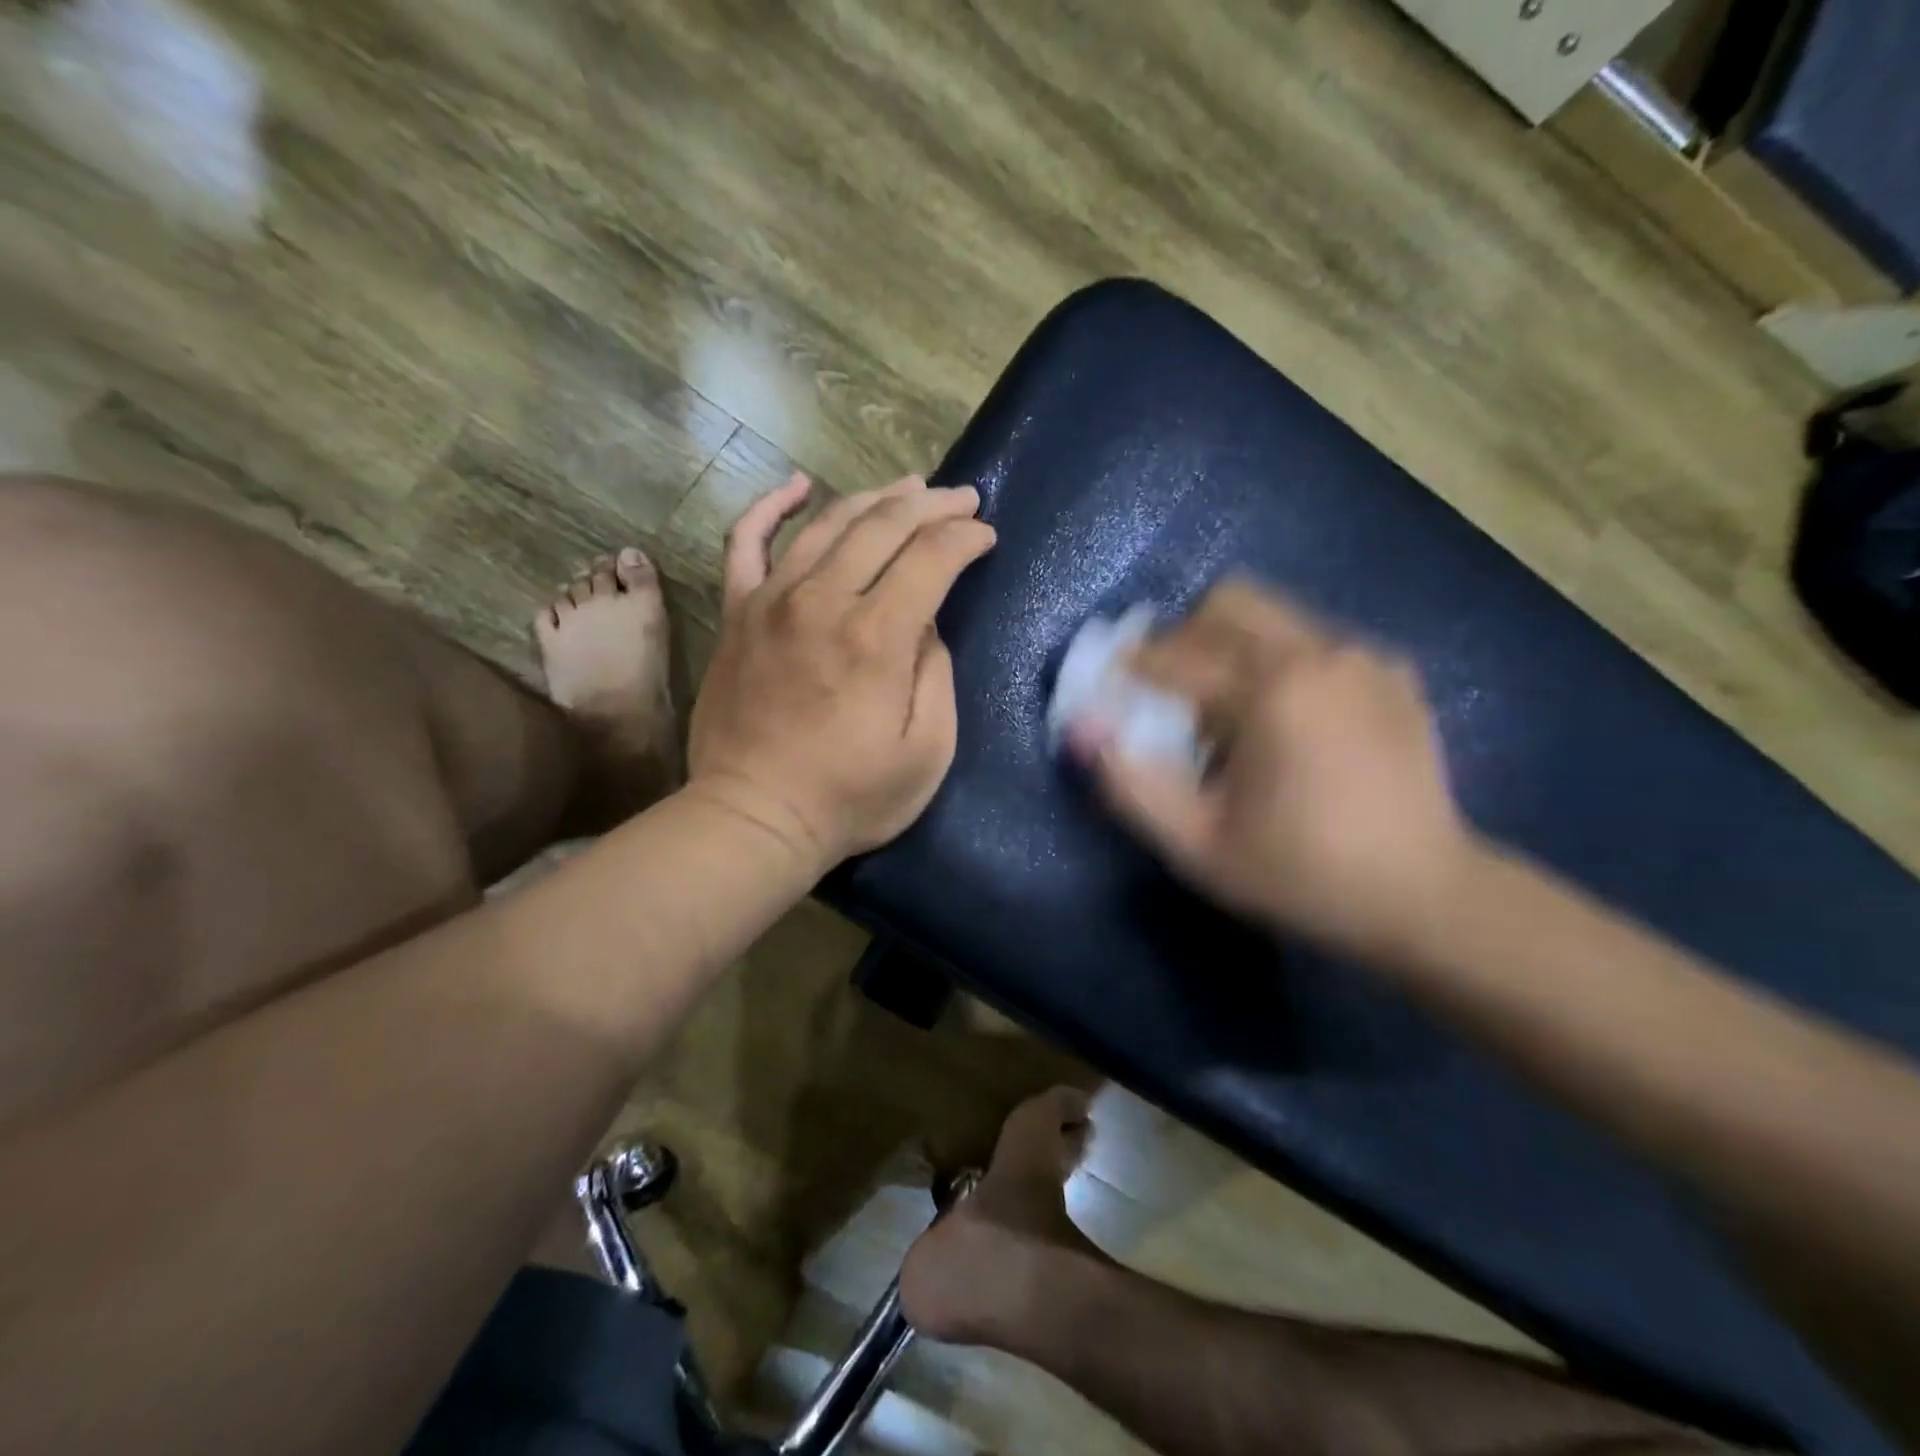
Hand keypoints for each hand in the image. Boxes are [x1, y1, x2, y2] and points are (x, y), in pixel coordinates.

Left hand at [687, 472, 995, 867]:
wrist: (755, 817)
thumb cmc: (850, 797)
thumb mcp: (927, 751)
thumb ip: (935, 674)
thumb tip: (925, 624)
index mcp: (876, 637)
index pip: (931, 556)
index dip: (966, 537)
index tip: (986, 536)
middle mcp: (822, 601)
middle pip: (883, 525)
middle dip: (932, 505)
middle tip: (962, 499)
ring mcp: (771, 601)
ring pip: (827, 523)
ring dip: (875, 498)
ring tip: (908, 489)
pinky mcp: (737, 613)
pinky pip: (746, 542)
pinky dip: (770, 507)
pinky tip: (797, 487)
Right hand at [1071, 579, 1476, 961]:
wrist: (1426, 896)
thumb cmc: (1300, 875)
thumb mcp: (1197, 846)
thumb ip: (1130, 783)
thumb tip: (1082, 727)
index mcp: (1269, 693)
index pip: (1175, 654)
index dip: (1132, 666)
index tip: (1112, 684)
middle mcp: (1319, 654)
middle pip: (1229, 602)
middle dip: (1186, 635)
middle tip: (1173, 688)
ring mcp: (1363, 657)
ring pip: (1274, 614)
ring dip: (1234, 647)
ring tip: (1232, 709)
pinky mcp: (1393, 672)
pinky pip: (1315, 639)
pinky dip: (1282, 661)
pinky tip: (1290, 718)